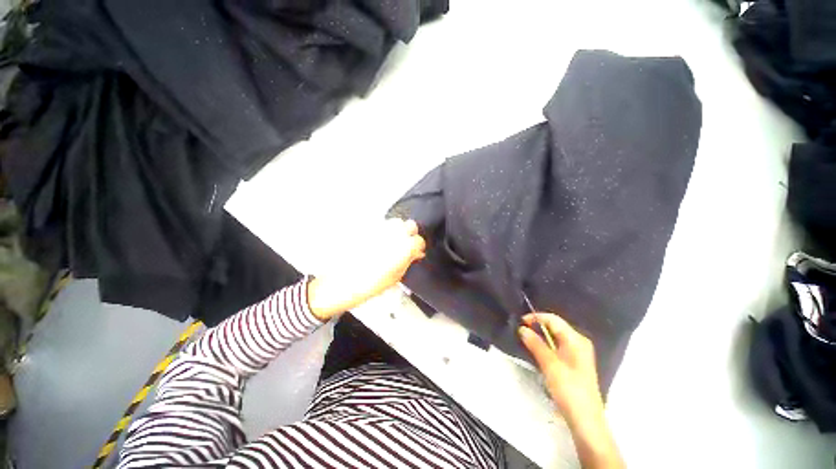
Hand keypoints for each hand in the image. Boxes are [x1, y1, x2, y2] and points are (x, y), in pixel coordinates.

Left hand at [307, 218, 425, 320]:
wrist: (341, 283)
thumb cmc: (369, 284)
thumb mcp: (395, 277)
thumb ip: (408, 261)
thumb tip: (416, 253)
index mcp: (403, 248)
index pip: (419, 240)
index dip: (418, 247)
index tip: (416, 253)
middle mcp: (393, 234)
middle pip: (410, 225)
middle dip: (411, 234)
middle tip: (406, 246)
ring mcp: (380, 229)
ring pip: (396, 223)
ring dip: (398, 231)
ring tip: (393, 244)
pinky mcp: (368, 229)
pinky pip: (382, 226)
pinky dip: (385, 232)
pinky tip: (380, 243)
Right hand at [519, 313, 602, 423]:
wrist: (585, 420)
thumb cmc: (568, 389)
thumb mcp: (550, 365)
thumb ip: (535, 344)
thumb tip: (522, 328)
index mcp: (576, 339)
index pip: (553, 320)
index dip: (536, 317)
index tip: (520, 322)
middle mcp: (579, 342)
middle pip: (555, 326)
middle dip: (537, 326)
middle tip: (521, 330)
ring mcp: (578, 353)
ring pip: (555, 337)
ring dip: (540, 336)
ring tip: (526, 338)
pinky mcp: (574, 363)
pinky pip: (557, 346)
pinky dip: (546, 345)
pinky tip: (537, 350)